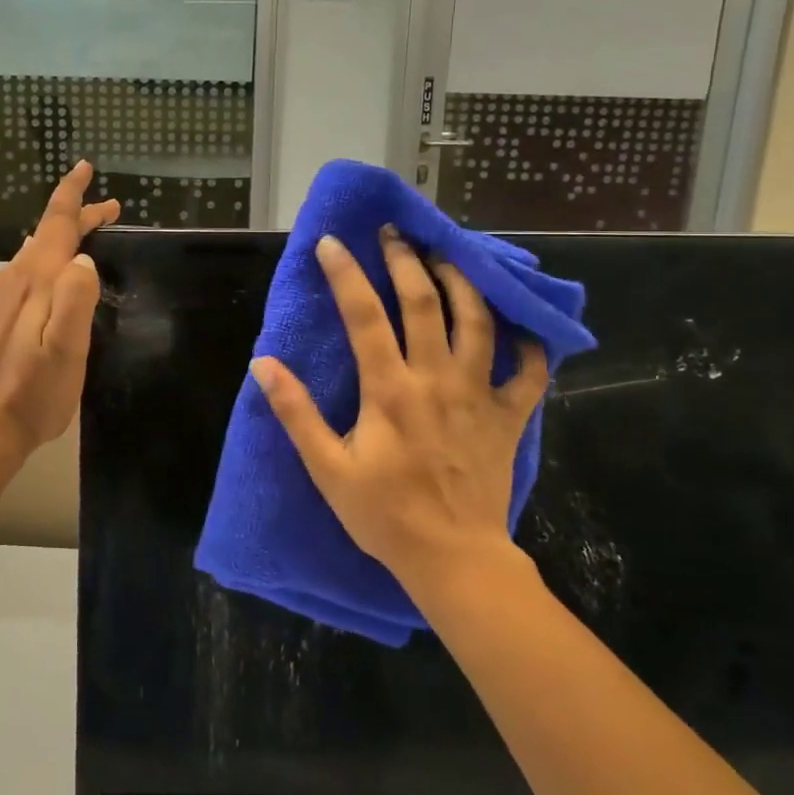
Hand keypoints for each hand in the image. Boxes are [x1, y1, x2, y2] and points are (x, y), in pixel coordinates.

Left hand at [0, 162, 119, 471]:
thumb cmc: (31, 393)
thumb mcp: (64, 350)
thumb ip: (75, 301)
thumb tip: (84, 258)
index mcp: (35, 281)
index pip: (55, 224)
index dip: (72, 194)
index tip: (84, 167)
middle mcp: (16, 279)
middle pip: (49, 234)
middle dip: (78, 215)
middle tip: (112, 209)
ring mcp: (3, 297)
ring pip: (40, 252)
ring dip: (66, 237)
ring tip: (91, 231)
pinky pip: (31, 270)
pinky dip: (53, 257)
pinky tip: (58, 270)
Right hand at [251, 228, 547, 597]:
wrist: (455, 561)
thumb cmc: (385, 516)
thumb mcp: (327, 468)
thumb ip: (297, 412)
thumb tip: (263, 364)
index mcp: (390, 389)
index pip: (365, 315)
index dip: (346, 273)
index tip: (332, 242)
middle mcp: (438, 379)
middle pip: (425, 302)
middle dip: (406, 260)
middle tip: (394, 233)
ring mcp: (480, 395)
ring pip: (478, 322)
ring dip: (463, 282)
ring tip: (448, 257)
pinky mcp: (510, 417)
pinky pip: (530, 372)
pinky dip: (530, 345)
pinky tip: (521, 328)